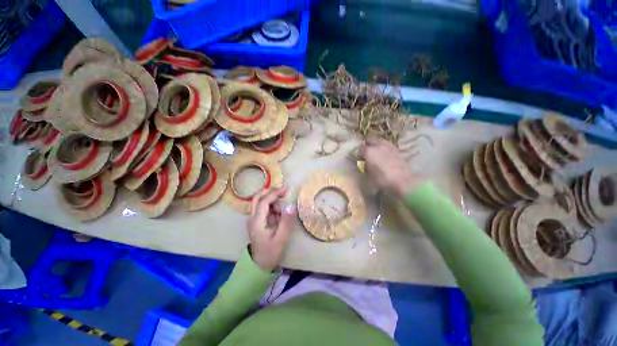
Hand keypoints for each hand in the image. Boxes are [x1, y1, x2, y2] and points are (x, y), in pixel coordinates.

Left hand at [246, 187, 295, 271]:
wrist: (259, 265)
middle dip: (270, 191)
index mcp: (257, 221)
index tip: (286, 189)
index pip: (264, 201)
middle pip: (257, 197)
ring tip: (281, 212)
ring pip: (260, 201)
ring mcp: (252, 219)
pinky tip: (277, 215)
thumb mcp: (281, 238)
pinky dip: (271, 207)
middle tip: (283, 191)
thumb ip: (286, 221)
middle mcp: (252, 218)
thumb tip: (291, 205)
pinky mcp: (255, 221)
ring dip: (271, 200)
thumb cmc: (270, 253)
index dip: (275, 193)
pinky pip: (262, 208)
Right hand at [361, 138, 420, 196]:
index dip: (359, 151)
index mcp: (369, 151)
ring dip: (376, 146)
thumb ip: (364, 165)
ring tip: (376, 154)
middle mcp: (378, 145)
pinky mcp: (396, 149)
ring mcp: (388, 146)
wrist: (402, 180)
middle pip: (370, 141)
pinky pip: (387, 146)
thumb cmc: (381, 178)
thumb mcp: (368, 174)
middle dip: (368, 146)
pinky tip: (384, 156)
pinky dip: (384, 149)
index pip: (361, 147)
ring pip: (379, 142)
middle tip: (367, 153)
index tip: (359, 156)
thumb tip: (363, 162)